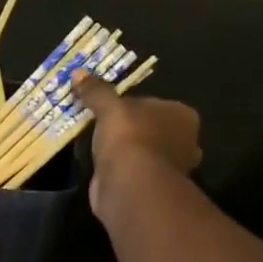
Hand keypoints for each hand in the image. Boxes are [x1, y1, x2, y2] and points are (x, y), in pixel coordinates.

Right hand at [70, 69, 201, 215]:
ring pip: (143, 152)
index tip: (109, 109)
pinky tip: (102, 168)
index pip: (155, 104)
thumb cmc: (130, 138)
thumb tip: (78, 72)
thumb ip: (96, 91)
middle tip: (102, 127)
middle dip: (131, 130)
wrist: (130, 187)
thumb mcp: (110, 108)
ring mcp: (170, 169)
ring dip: (125, 152)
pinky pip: (134, 172)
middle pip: (151, 129)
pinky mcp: (152, 189)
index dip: (132, 105)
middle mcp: (184, 142)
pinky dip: (120, 171)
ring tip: (97, 147)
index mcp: (183, 116)